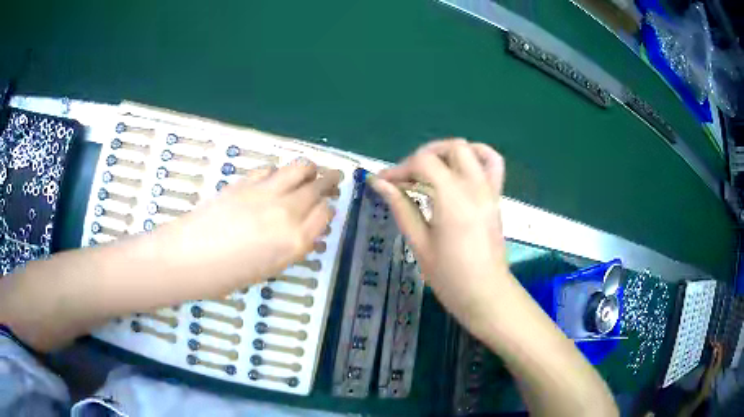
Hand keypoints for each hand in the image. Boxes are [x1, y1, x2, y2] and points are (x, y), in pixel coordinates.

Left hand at [153, 160, 338, 295]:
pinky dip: (279, 172)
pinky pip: (271, 169)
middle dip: (329, 181)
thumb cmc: (227, 276)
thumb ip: (292, 247)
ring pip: (299, 168)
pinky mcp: (246, 181)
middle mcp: (286, 212)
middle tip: (333, 178)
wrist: (189, 257)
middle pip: (317, 187)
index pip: (325, 213)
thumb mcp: (269, 269)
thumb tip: (306, 232)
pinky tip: (275, 178)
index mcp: (295, 240)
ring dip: (309, 168)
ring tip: (311, 171)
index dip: (328, 209)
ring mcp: (265, 192)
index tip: (326, 208)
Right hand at [370, 139, 509, 334]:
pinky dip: (477, 155)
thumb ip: (401, 207)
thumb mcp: (419, 243)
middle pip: (450, 148)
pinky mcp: (497, 197)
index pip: (423, 162)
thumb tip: (379, 183)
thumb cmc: (449, 276)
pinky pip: (493, 163)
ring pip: (473, 149)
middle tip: (407, 178)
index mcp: (452, 199)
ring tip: (432, 169)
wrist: (485, 293)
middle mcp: (474, 187)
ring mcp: (489, 190)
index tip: (384, 182)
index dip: (399, 168)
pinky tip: (461, 168)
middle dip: (423, 156)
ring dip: (448, 152)